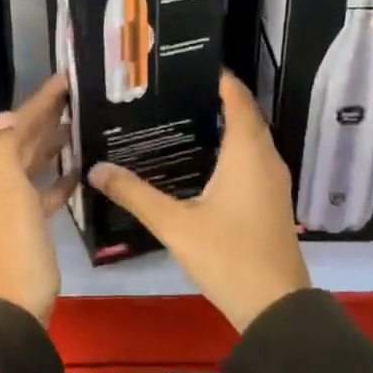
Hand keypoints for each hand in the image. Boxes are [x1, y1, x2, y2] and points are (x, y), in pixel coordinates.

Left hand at [0, 74, 76, 325]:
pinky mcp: (14, 232)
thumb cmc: (15, 251)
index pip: (9, 130)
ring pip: (24, 171)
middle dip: (42, 123)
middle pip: (15, 148)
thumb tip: (8, 118)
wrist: (12, 317)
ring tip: (76, 130)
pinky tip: (75, 175)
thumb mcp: (11, 196)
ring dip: (48, 150)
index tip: (63, 81)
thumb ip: (8, 152)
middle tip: (73, 99)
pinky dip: (50, 184)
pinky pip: (32, 198)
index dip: (37, 105)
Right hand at [88, 72, 310, 332]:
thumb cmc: (228, 256)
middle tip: (172, 91)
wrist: (275, 306)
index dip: (217, 78)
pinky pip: (252, 159)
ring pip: (249, 139)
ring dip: (223, 125)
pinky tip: (201, 161)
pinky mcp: (272, 200)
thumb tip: (96, 170)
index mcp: (247, 153)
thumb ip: (135, 194)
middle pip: (244, 116)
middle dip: (214, 99)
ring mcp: (273, 181)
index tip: (186, 65)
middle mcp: (266, 159)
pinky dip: (231, 149)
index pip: (236, 98)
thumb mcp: (175, 225)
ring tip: (181, 118)